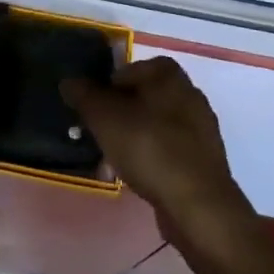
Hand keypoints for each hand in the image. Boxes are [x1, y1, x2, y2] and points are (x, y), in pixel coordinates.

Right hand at [62, 56, 255, 241]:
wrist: (197, 205)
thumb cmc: (149, 148)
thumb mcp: (104, 117)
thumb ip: (84, 95)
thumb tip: (69, 81)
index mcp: (168, 73)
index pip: (127, 69)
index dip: (105, 89)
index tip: (91, 112)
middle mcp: (188, 92)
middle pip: (141, 98)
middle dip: (118, 117)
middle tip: (99, 137)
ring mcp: (200, 127)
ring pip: (154, 126)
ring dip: (132, 140)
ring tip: (113, 163)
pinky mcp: (204, 159)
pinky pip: (169, 150)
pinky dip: (151, 159)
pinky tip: (137, 178)